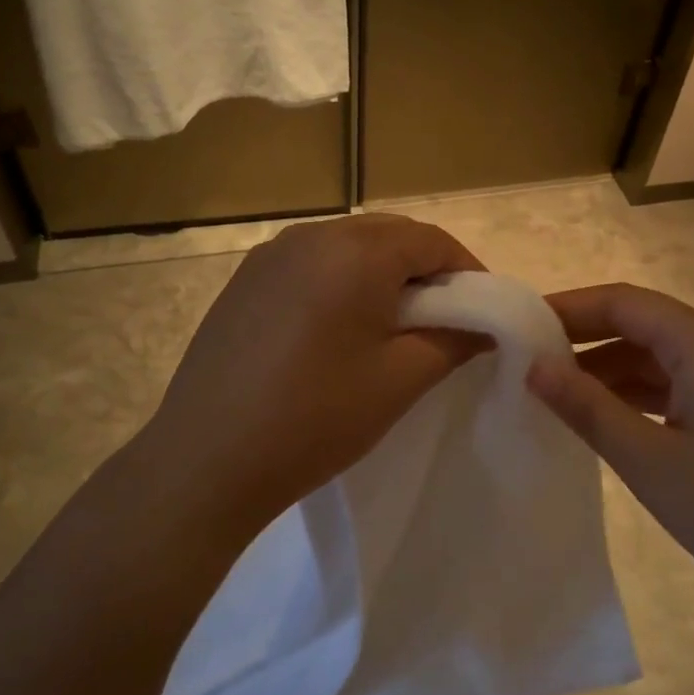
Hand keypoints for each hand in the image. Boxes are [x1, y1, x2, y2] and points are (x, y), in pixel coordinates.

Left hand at [135, 214, 484, 537]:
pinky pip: (311, 264)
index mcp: (355, 252)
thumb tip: (487, 324)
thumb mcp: (400, 380)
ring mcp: (270, 255)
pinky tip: (336, 329)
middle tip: (442, 320)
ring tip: (391, 326)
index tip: (481, 313)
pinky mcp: (244, 280)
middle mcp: (311, 235)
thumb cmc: (316, 418)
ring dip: (381, 274)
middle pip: (389, 236)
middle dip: (425, 269)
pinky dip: (340, 282)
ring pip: (348, 246)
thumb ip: (454, 340)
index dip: (467, 272)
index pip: (432, 240)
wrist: (206, 460)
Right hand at [528, 284, 693, 642]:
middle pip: (644, 325)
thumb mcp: (651, 463)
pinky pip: (686, 386)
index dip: (568, 308)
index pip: (624, 302)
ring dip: (612, 371)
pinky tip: (612, 420)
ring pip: (664, 358)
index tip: (517, 326)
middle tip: (528, 363)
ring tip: (559, 395)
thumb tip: (533, 367)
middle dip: (585, 340)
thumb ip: (588, 408)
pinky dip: (643, 395)